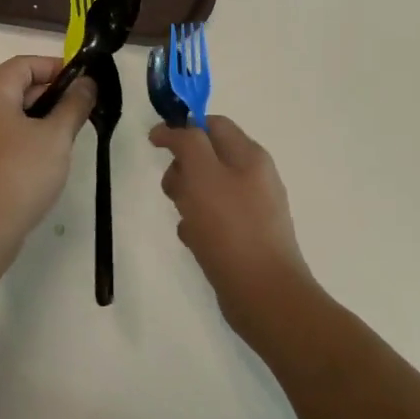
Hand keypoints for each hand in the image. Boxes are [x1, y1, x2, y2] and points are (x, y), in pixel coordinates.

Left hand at [0, 56, 95, 251]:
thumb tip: (86, 83)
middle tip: (78, 113)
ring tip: (62, 139)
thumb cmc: (18, 175)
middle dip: (48, 96)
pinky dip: (16, 140)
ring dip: (34, 120)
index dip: (57, 68)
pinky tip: (36, 162)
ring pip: (3, 115)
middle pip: (13, 87)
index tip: (84, 83)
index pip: (25, 64)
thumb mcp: (56, 138)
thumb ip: (74, 105)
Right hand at [149, 116, 314, 333]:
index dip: (182, 129)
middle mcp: (254, 177)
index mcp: (250, 155)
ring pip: (206, 190)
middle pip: (207, 157)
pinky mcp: (246, 237)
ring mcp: (252, 209)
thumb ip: (187, 143)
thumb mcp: (203, 175)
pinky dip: (198, 226)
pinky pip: (214, 220)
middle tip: (174, 193)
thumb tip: (172, 128)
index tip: (155, 145)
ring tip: (187, 223)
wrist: (265, 294)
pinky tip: (196, 243)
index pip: (213, 124)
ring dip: (187, 201)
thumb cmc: (230, 228)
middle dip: (182, 170)